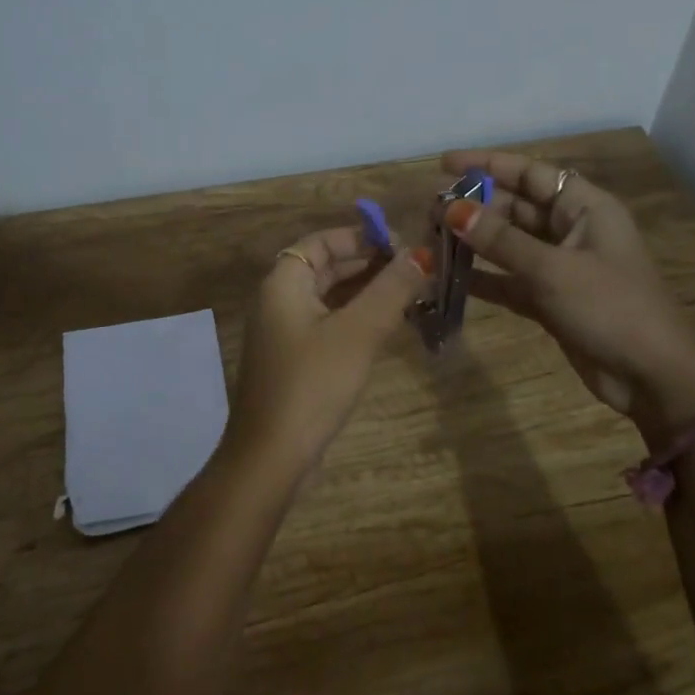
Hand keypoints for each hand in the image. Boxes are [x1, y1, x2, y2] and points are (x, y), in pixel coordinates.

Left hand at [225, 225, 431, 465]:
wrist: (271, 457)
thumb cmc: (312, 384)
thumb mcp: (358, 332)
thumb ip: (390, 289)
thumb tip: (422, 253)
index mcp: (284, 283)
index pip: (321, 242)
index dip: (360, 237)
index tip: (401, 245)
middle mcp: (279, 302)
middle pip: (326, 268)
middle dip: (370, 265)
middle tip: (416, 271)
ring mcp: (285, 334)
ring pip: (330, 299)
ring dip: (367, 294)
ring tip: (411, 295)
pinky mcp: (295, 362)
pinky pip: (329, 326)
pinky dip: (357, 320)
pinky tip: (389, 328)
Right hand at [439, 150, 694, 435]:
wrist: (653, 377)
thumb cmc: (610, 308)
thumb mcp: (552, 270)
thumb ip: (500, 240)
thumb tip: (451, 210)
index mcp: (586, 208)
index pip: (531, 173)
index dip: (488, 165)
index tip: (444, 164)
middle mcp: (573, 230)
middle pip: (517, 207)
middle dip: (475, 206)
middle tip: (429, 211)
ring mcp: (562, 267)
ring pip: (510, 244)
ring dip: (475, 242)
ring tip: (432, 239)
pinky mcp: (552, 300)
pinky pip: (510, 280)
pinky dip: (484, 278)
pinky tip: (449, 278)